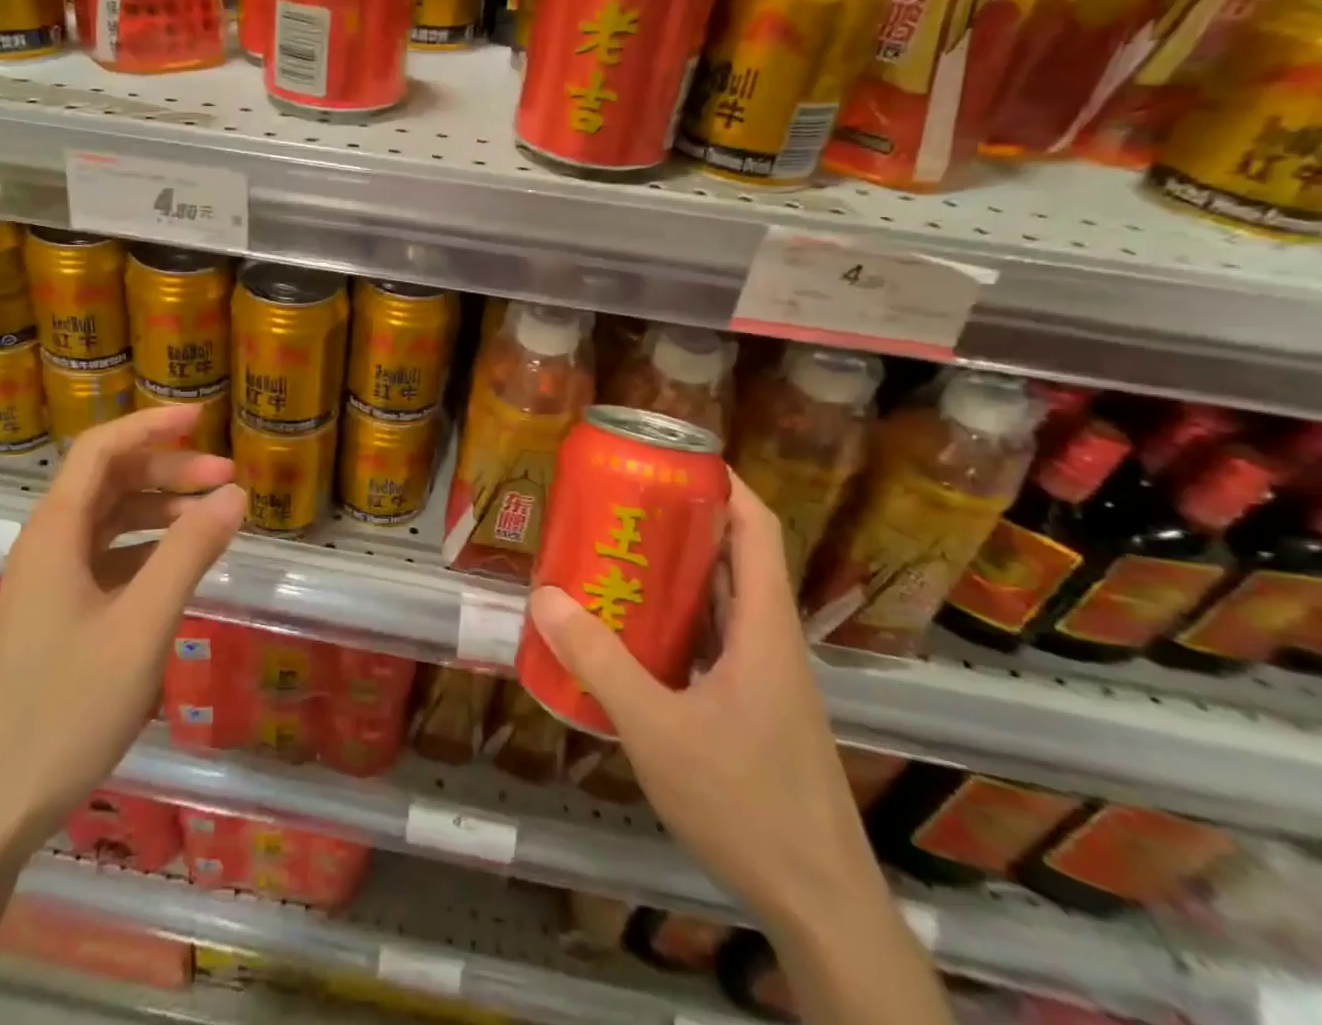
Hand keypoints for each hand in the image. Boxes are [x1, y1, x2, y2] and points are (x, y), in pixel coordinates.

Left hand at [0, 404, 245, 854]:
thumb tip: (235, 493)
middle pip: (109, 481)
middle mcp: (48, 545)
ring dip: (161, 509)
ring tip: (214, 518)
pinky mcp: (57, 614)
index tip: (202, 417)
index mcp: (56, 533)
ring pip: (109, 520)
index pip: (101, 450)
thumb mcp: (142, 626)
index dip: (150, 425)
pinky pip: (107, 557)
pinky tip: (180, 565)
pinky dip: (147, 547)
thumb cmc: (67, 710)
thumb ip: (189, 553)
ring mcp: (49, 582)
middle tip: (228, 479)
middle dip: (169, 470)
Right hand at [526, 474, 883, 935]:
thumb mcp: (657, 729)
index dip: (726, 484)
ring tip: (617, 557)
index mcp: (765, 630)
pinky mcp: (755, 710)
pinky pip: (714, 645)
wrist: (821, 906)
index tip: (676, 459)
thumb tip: (545, 598)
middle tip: (623, 504)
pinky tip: (633, 636)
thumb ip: (600, 663)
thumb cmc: (747, 805)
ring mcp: (767, 680)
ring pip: (724, 605)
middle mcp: (772, 643)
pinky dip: (678, 625)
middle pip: (736, 559)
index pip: (758, 530)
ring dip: (678, 576)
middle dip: (684, 524)